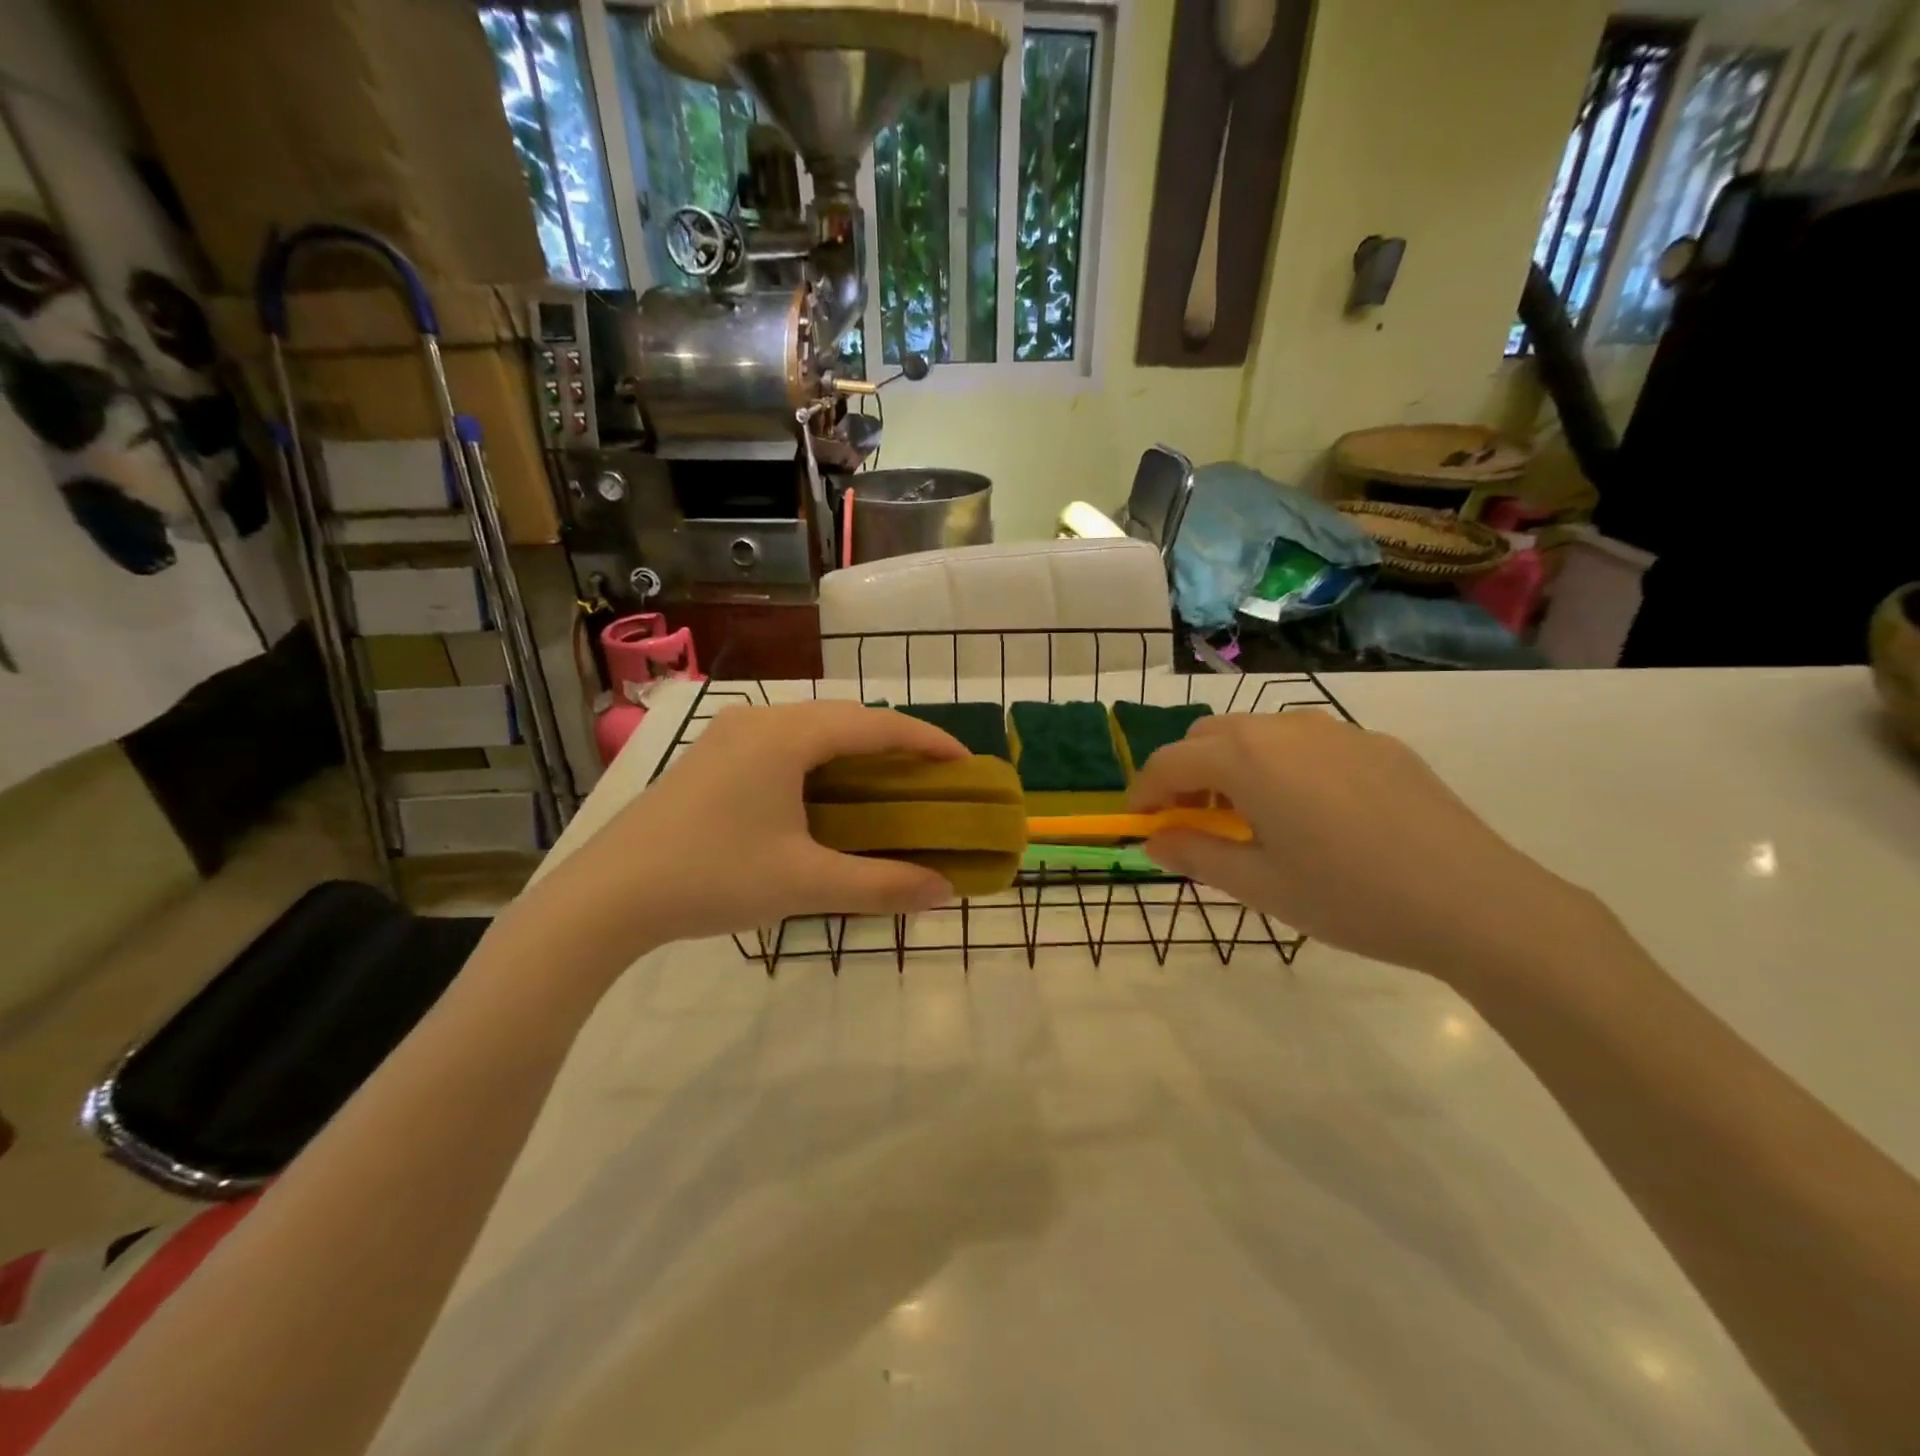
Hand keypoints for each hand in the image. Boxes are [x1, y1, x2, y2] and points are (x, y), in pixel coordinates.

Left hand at [536, 703, 965, 962]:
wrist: (607, 895)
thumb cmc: (712, 878)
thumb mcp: (804, 885)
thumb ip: (881, 886)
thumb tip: (945, 891)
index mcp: (787, 736)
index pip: (877, 724)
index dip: (928, 741)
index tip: (967, 765)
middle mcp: (761, 719)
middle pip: (847, 718)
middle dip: (895, 744)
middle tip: (933, 780)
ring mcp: (730, 734)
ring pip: (813, 729)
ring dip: (856, 751)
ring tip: (888, 786)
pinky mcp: (712, 756)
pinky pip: (784, 743)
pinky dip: (821, 761)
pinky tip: (827, 794)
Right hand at [1130, 711, 1602, 983]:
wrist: (1478, 903)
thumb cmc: (1351, 898)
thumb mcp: (1260, 886)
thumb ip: (1194, 855)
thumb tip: (1152, 841)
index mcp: (1247, 759)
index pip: (1171, 761)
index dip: (1145, 790)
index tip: (1139, 820)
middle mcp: (1285, 728)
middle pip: (1210, 736)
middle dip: (1187, 772)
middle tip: (1193, 821)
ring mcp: (1337, 730)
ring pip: (1258, 732)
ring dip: (1233, 765)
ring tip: (1251, 817)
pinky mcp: (1378, 743)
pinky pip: (1307, 742)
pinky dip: (1282, 765)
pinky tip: (1312, 813)